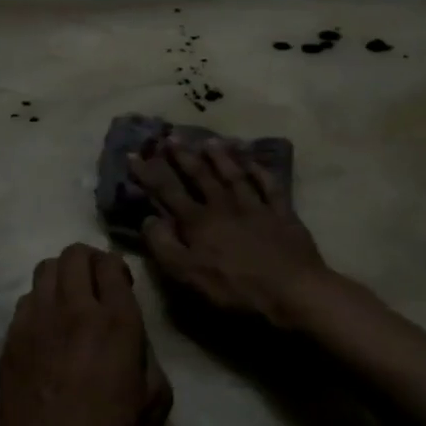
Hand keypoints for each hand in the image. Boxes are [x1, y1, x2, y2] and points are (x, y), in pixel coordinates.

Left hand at [0, 244, 171, 425]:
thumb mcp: (154, 400)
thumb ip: (148, 355)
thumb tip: (133, 338)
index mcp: (115, 322)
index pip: (110, 263)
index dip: (117, 269)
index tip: (120, 287)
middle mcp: (74, 309)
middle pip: (74, 254)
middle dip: (89, 262)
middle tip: (96, 287)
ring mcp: (36, 320)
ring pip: (46, 268)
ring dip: (62, 276)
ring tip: (69, 303)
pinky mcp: (11, 336)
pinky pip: (27, 298)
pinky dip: (40, 302)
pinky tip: (47, 330)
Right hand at [130, 141, 330, 326]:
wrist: (292, 289)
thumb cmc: (235, 288)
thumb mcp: (188, 275)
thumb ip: (164, 246)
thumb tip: (148, 219)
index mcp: (198, 222)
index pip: (167, 191)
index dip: (148, 173)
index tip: (134, 155)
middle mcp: (223, 205)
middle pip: (200, 175)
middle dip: (183, 156)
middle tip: (170, 137)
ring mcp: (255, 206)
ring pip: (233, 174)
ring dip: (220, 157)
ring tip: (209, 141)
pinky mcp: (282, 213)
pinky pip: (269, 185)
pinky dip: (260, 171)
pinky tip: (254, 161)